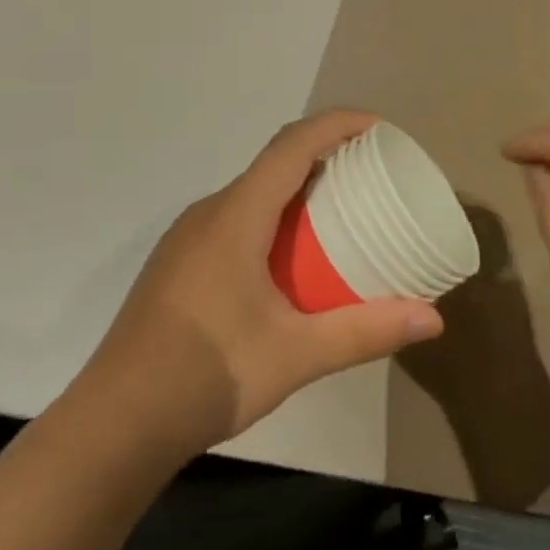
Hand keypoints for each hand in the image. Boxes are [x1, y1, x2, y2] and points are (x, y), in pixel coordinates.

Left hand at [81, 110, 443, 457]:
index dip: (338, 125)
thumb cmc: (208, 374)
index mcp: (237, 215)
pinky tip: (288, 262)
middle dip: (325, 157)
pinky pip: (235, 218)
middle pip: (274, 163)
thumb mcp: (297, 354)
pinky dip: (272, 217)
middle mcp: (209, 212)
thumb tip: (434, 318)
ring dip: (297, 190)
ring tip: (339, 216)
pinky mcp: (178, 263)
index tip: (380, 130)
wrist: (114, 424)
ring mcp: (188, 238)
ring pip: (252, 192)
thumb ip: (366, 331)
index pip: (293, 144)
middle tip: (372, 176)